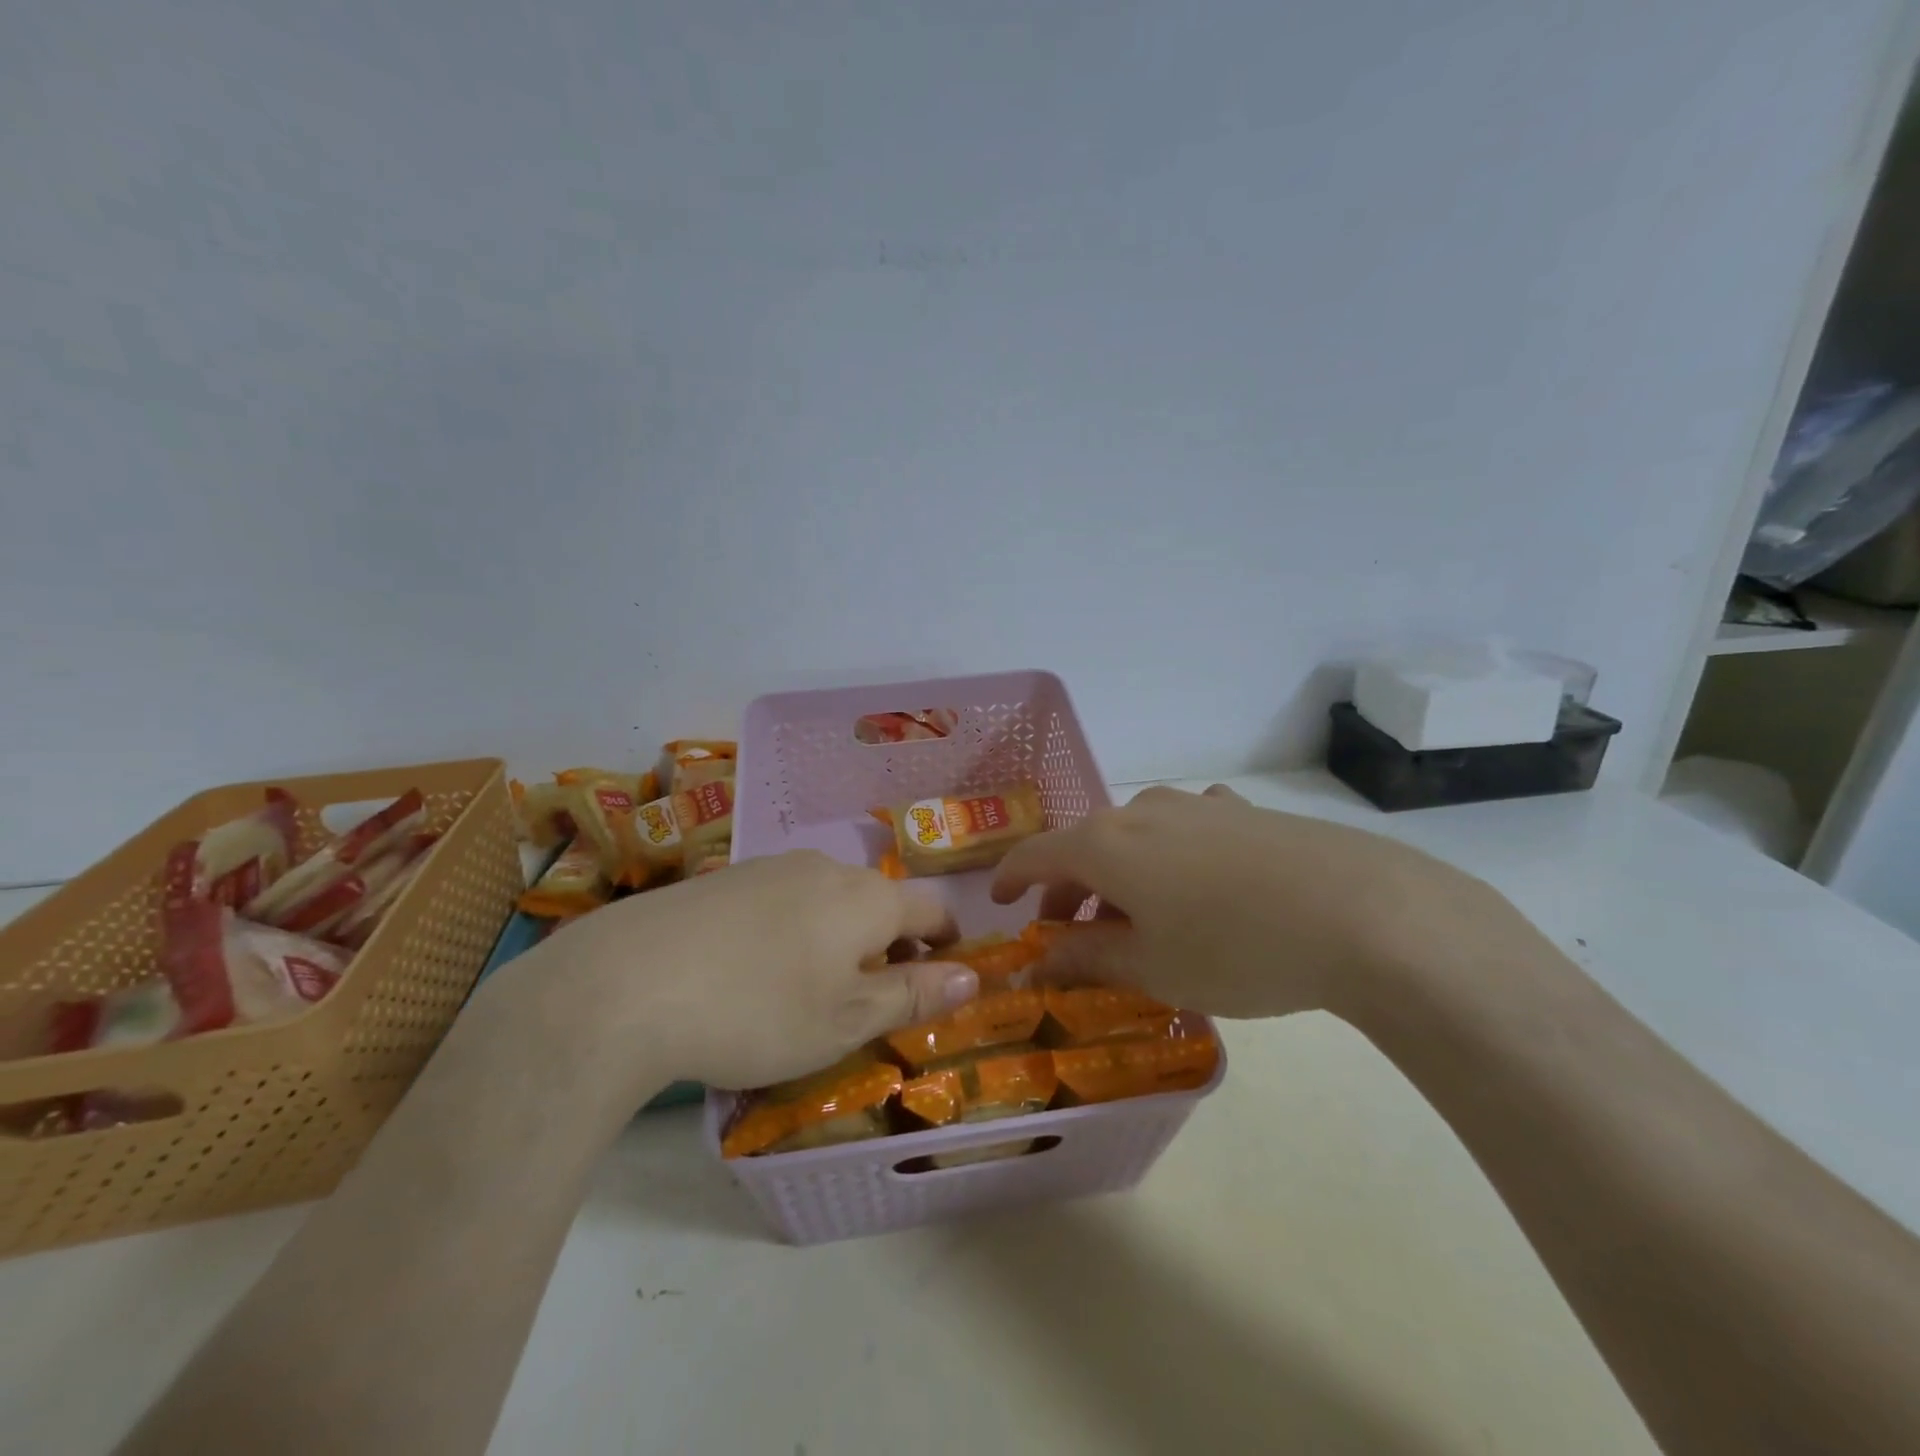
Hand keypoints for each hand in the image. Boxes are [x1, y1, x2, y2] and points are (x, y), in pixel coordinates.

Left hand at [476, 851, 978, 1100]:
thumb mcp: (846, 1019)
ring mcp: (770, 867)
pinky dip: (794, 931)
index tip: (941, 978)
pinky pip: (782, 900)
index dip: (947, 942)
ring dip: (840, 938)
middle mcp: (825, 868)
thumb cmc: (757, 1010)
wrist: (626, 984)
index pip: (931, 908)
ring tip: (812, 990)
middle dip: (890, 945)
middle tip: (872, 1000)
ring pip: (829, 899)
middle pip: (879, 901)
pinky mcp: (723, 879)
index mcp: (867, 897)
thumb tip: (974, 974)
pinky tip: (755, 971)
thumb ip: (913, 994)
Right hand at [991, 784, 1522, 1020]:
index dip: (1009, 880)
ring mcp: (1197, 805)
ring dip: (1120, 877)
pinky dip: (1172, 859)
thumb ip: (1086, 960)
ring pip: (1135, 838)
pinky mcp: (1244, 812)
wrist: (1362, 912)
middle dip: (1069, 891)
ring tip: (1139, 921)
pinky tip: (1199, 883)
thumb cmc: (1235, 948)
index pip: (1034, 854)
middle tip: (1072, 938)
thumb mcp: (1151, 967)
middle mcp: (1141, 812)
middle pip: (1084, 846)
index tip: (1000, 906)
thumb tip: (1038, 963)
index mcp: (1105, 844)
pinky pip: (1187, 830)